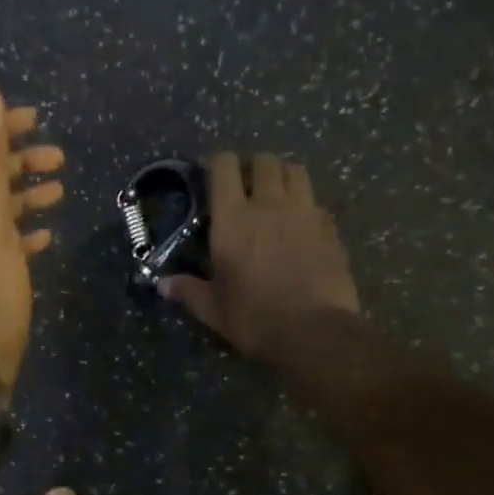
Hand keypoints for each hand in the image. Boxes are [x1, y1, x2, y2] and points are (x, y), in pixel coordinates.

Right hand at [159, 152, 358, 361]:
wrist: (315, 333)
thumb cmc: (255, 318)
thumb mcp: (214, 309)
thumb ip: (189, 290)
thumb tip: (162, 284)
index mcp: (234, 218)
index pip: (224, 166)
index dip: (218, 162)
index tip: (213, 173)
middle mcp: (270, 205)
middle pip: (264, 161)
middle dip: (254, 166)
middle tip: (247, 184)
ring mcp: (305, 213)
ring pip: (296, 171)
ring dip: (284, 175)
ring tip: (277, 194)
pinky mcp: (330, 229)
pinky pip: (318, 202)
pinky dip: (308, 205)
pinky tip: (303, 224)